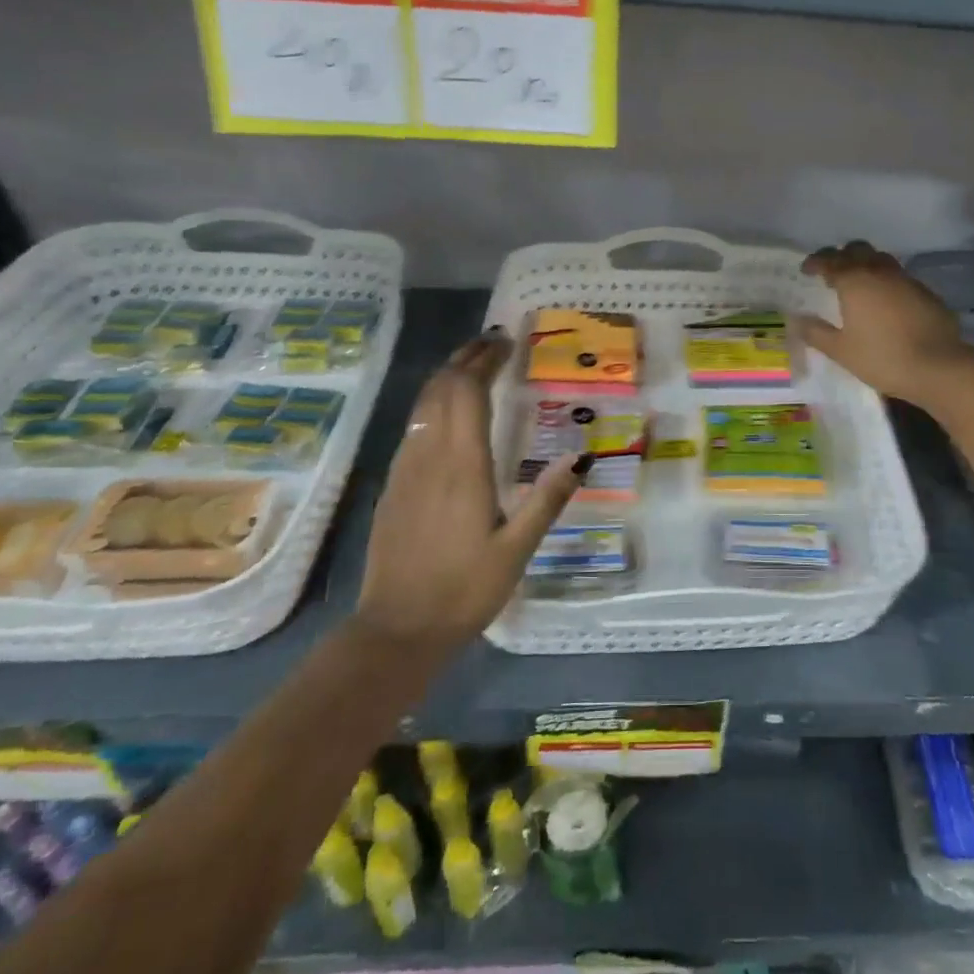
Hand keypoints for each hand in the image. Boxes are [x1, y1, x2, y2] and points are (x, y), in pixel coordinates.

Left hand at [359, 331, 588, 644]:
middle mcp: (428, 456)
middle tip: (493, 344)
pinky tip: (449, 418)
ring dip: (447, 378)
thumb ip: (547, 499)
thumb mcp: (516, 549)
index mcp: (461, 466)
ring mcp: (404, 471)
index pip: (467, 392)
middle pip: (440, 389)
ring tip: (474, 368)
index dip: (484, 361)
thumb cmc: (463, 590)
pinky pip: (414, 428)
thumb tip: (580, 455)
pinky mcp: (393, 488)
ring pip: (422, 406)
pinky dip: (434, 406)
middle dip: (465, 359)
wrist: (396, 630)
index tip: (506, 342)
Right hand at [793, 241, 973, 410]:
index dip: (815, 262)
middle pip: (858, 249)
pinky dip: (887, 282)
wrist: (938, 367)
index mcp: (855, 281)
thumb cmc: (882, 358)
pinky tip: (886, 303)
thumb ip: (816, 333)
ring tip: (859, 285)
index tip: (807, 270)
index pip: (830, 260)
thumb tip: (798, 320)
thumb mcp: (841, 351)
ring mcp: (906, 280)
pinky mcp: (926, 293)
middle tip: (832, 273)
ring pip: (882, 259)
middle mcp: (880, 272)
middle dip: (842, 256)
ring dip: (866, 265)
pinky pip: (900, 278)